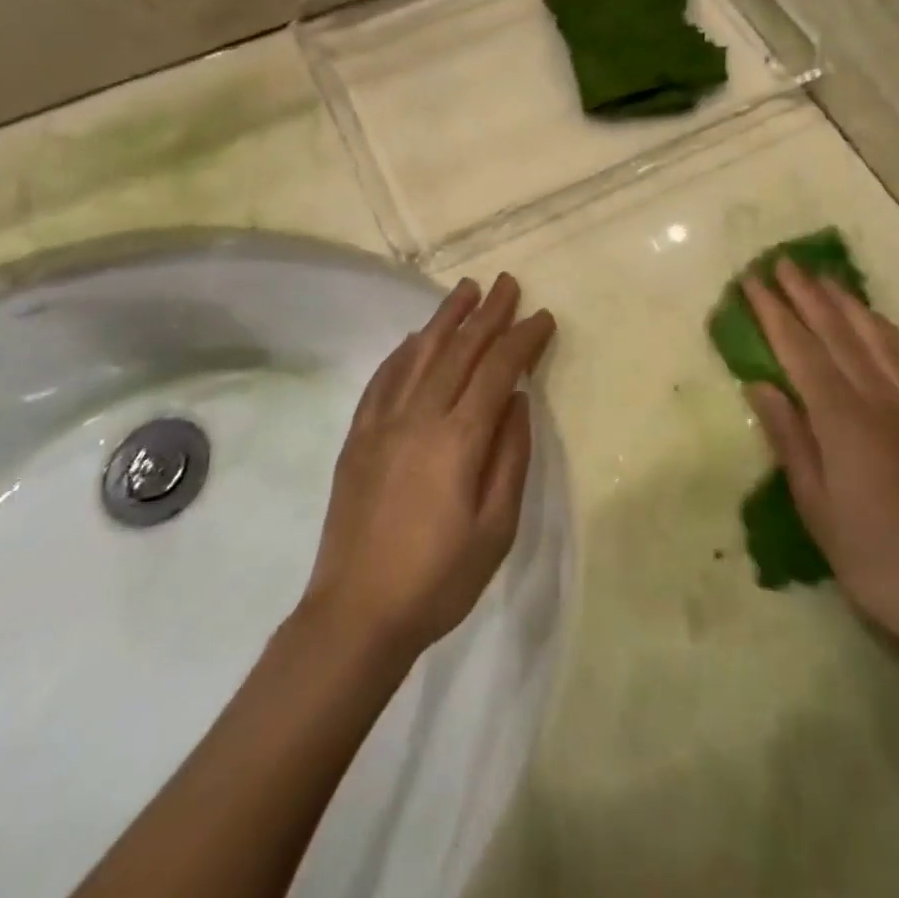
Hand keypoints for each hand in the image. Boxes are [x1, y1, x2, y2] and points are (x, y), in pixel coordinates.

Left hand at [302, 274, 555, 660]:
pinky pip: (383, 379)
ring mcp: (383, 423)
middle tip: (507, 283)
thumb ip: (510, 457)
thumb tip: (518, 401)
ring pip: (419, 354)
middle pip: (459, 350)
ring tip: (465, 289)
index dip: (522, 338)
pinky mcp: (358, 436)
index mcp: (459, 439)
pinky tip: (415, 338)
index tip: (542, 317)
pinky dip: (403, 352)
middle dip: (488, 313)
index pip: (498, 370)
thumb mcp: (496, 528)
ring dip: (445, 318)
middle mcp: (420, 416)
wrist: (356, 614)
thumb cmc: (438, 578)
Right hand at [742, 259, 898, 653]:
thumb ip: (789, 438)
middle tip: (783, 262)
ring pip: (877, 339)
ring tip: (824, 278)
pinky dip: (890, 333)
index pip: (801, 352)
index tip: (754, 282)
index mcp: (844, 421)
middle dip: (806, 295)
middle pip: (838, 334)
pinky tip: (877, 320)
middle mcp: (882, 401)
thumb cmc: (873, 557)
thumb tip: (761, 385)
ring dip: (847, 304)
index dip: (774, 314)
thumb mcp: (816, 506)